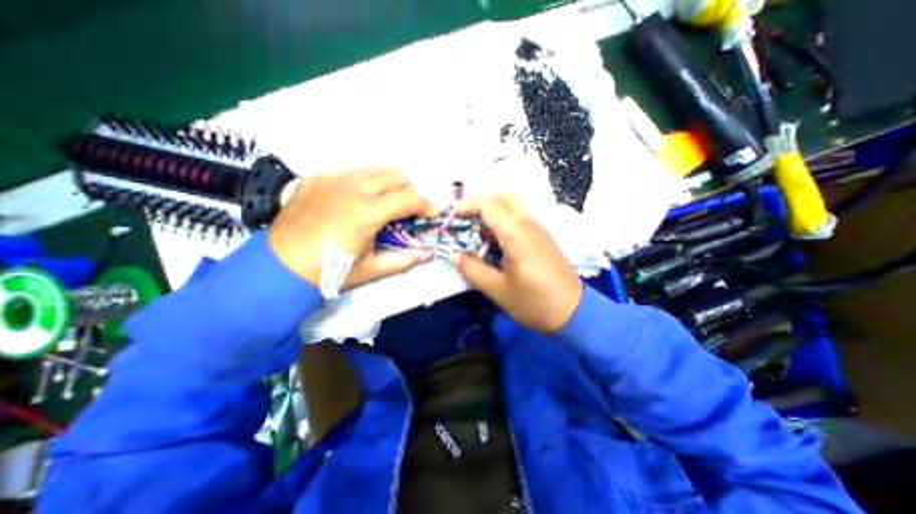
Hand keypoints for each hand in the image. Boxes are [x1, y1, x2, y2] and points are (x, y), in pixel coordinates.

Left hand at [270, 169, 435, 287]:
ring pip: (374, 168)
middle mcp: (352, 187)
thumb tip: (426, 254)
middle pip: (395, 173)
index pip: (410, 198)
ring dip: (388, 183)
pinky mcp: (317, 177)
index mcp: (367, 211)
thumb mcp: (371, 269)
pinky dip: (364, 183)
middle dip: (410, 189)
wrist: (280, 266)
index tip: (432, 213)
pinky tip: (356, 201)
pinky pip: (350, 171)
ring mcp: (332, 178)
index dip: (427, 205)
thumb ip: (403, 260)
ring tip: (385, 203)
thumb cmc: (329, 271)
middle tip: (408, 208)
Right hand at [449, 193, 582, 331]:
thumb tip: (452, 255)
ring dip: (493, 208)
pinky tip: (496, 237)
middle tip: (465, 217)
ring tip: (477, 227)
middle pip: (504, 196)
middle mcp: (529, 225)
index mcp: (516, 235)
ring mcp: (539, 229)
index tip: (452, 216)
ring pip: (514, 204)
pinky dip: (504, 217)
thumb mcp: (497, 290)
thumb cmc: (534, 302)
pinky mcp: (543, 237)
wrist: (573, 311)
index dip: (467, 206)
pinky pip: (521, 216)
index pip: (489, 206)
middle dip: (481, 201)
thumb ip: (472, 270)